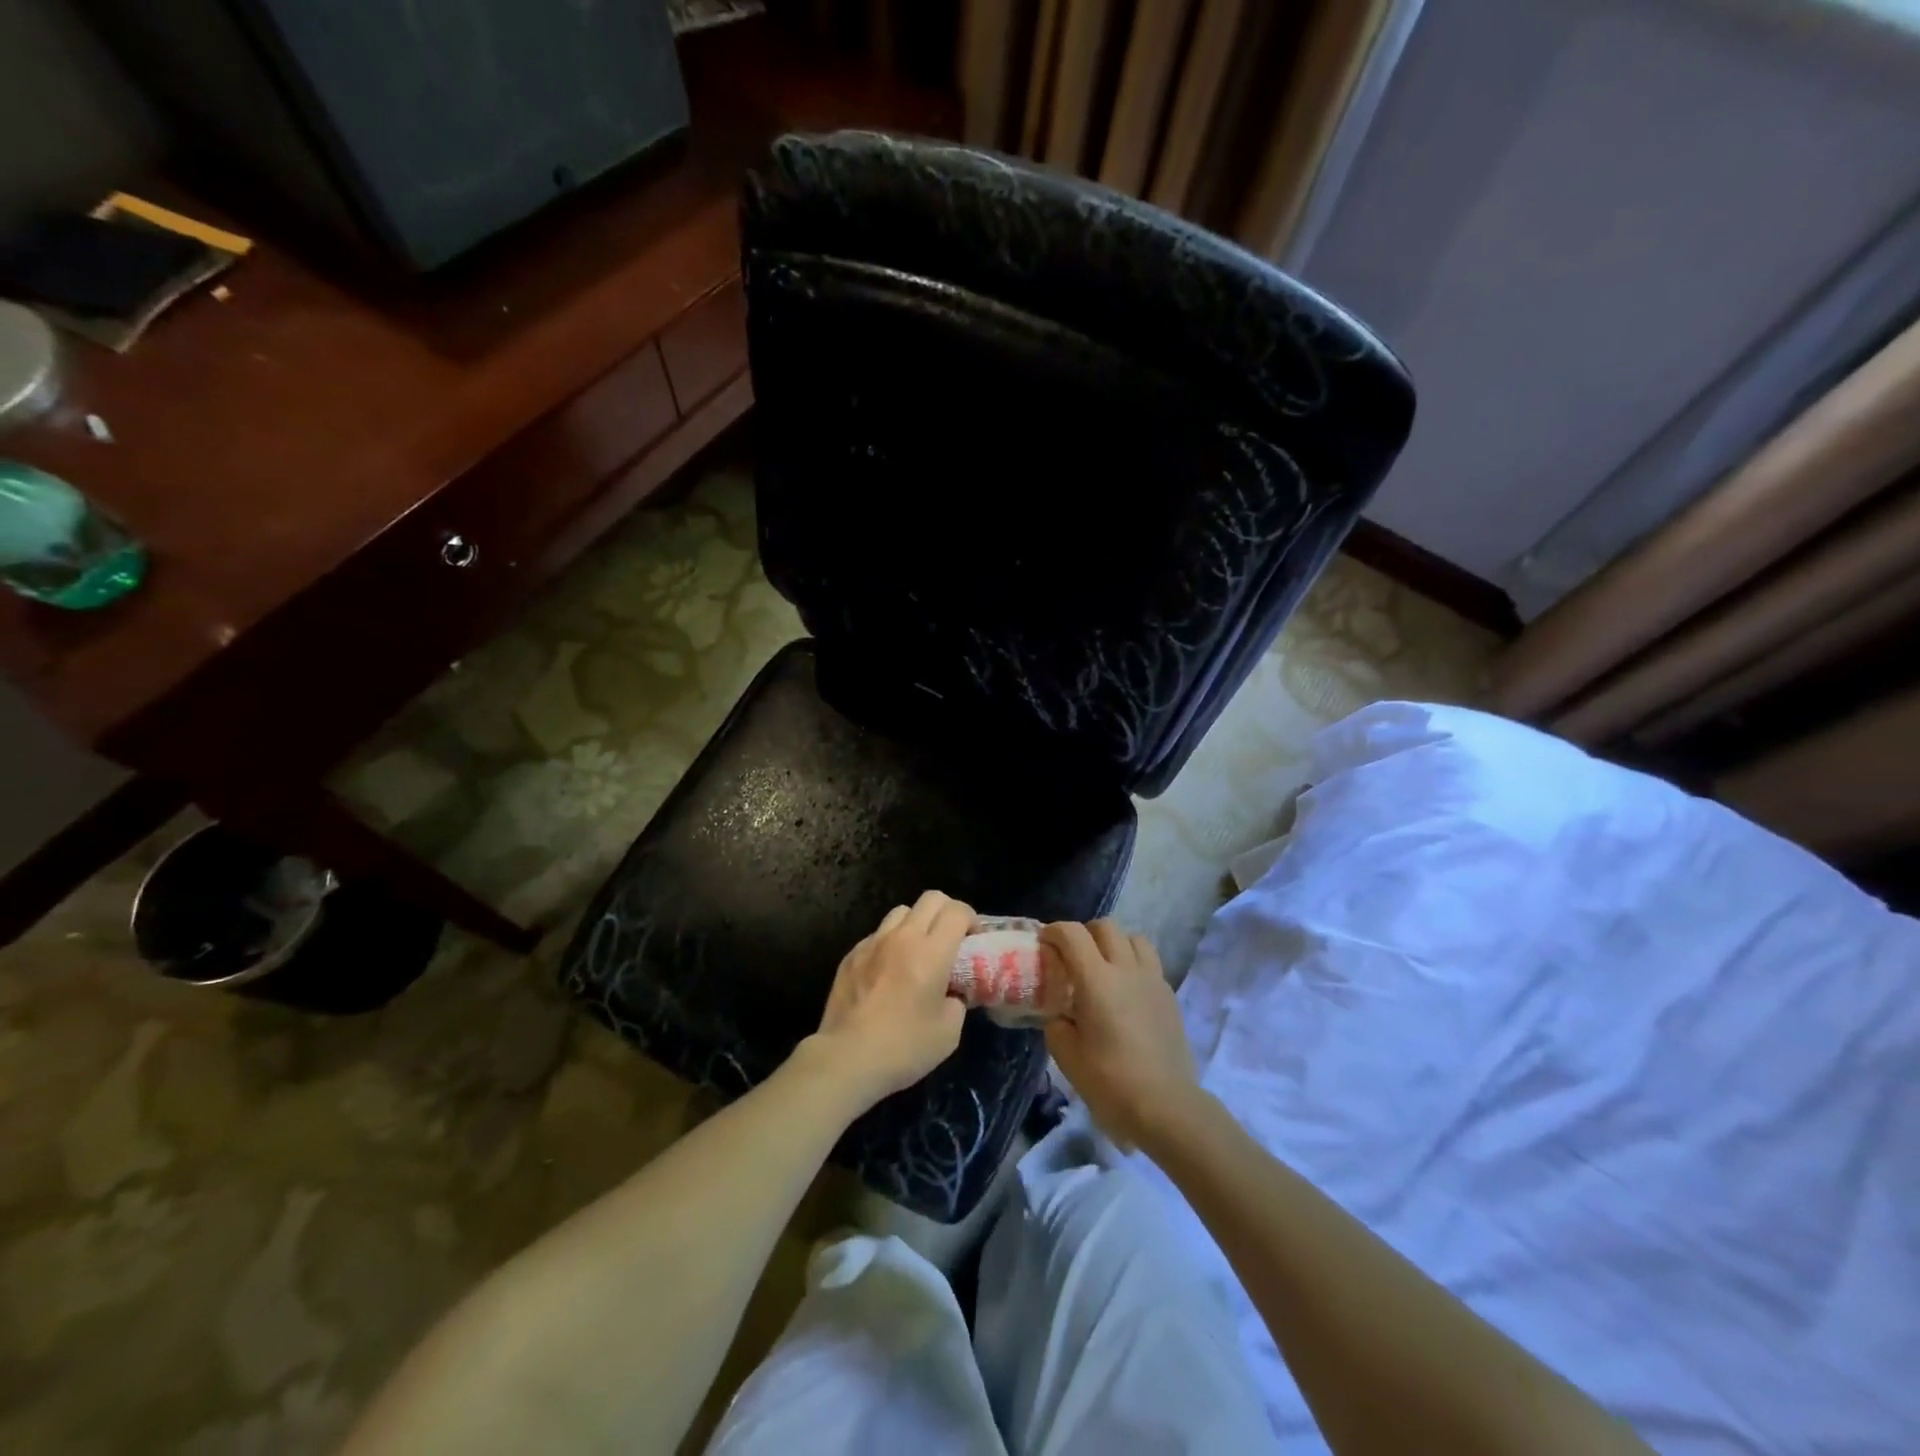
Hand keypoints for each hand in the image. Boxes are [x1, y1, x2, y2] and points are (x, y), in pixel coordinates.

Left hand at [802, 891, 971, 1111]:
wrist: (846, 1059)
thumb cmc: (904, 1047)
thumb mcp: (949, 1032)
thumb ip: (957, 1001)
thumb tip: (953, 992)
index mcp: (931, 952)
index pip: (957, 911)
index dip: (971, 919)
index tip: (973, 941)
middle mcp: (902, 937)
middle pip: (931, 899)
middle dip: (947, 912)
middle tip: (951, 940)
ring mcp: (872, 943)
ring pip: (901, 911)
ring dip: (916, 924)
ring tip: (918, 951)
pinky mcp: (851, 955)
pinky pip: (877, 935)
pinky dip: (890, 943)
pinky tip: (888, 971)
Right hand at [1043, 920, 1201, 1153]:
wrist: (1166, 1106)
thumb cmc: (1110, 1081)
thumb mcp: (1067, 1056)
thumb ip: (1057, 1025)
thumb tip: (1060, 1015)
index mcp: (1097, 980)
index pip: (1072, 934)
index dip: (1054, 931)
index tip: (1044, 942)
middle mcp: (1126, 969)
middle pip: (1105, 927)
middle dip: (1085, 933)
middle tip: (1073, 955)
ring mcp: (1153, 980)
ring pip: (1134, 938)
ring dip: (1115, 943)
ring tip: (1104, 966)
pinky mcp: (1169, 995)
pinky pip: (1150, 963)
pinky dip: (1134, 964)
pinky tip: (1126, 992)